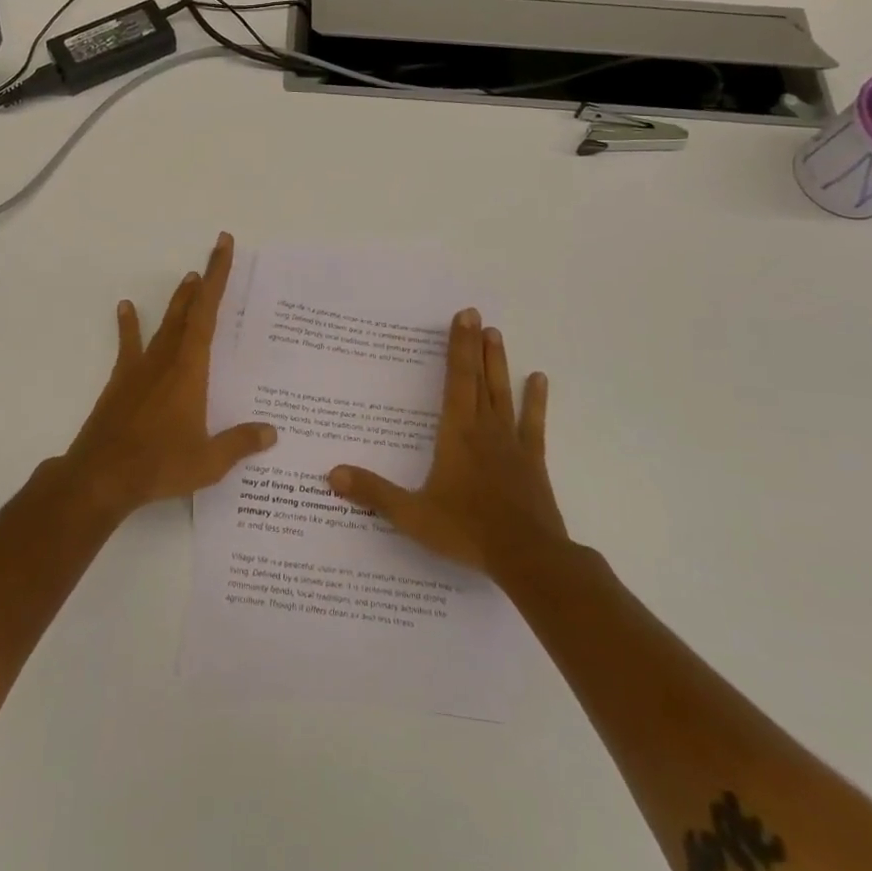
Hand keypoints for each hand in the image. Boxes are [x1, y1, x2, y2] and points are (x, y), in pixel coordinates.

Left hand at [60, 232, 277, 516]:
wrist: (101, 477)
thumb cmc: (159, 465)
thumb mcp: (208, 461)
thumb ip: (240, 443)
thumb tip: (272, 432)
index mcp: (190, 370)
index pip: (208, 314)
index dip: (217, 278)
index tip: (223, 247)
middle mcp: (166, 360)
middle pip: (188, 311)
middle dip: (204, 281)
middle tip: (215, 253)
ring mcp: (140, 369)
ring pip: (164, 324)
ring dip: (177, 301)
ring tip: (187, 278)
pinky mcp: (121, 382)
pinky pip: (129, 345)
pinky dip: (129, 325)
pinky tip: (126, 307)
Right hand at [328, 309, 565, 574]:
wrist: (527, 557)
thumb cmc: (467, 531)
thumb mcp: (412, 515)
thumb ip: (374, 492)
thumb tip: (332, 473)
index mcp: (456, 434)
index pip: (456, 380)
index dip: (458, 347)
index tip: (463, 316)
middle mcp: (484, 429)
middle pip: (478, 378)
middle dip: (475, 345)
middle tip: (476, 314)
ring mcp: (511, 443)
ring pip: (503, 393)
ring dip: (498, 363)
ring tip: (497, 334)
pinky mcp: (532, 461)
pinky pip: (533, 423)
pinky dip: (535, 401)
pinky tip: (539, 379)